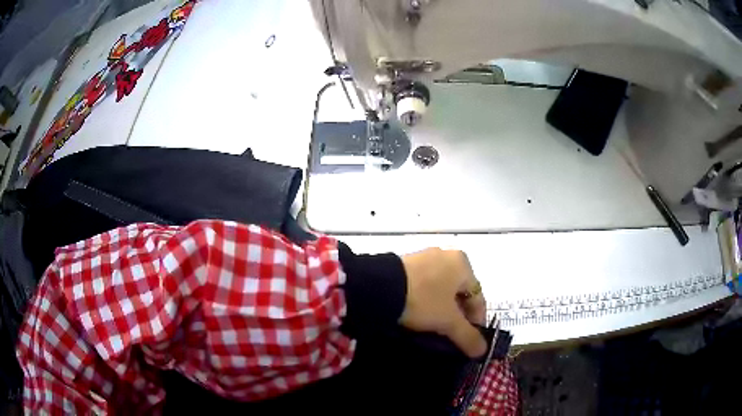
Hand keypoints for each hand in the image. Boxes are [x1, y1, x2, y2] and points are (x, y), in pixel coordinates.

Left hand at [399, 248, 487, 357]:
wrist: (379, 286)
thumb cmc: (423, 300)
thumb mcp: (447, 321)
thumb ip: (467, 336)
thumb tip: (482, 351)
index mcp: (463, 264)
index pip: (478, 297)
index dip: (477, 321)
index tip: (470, 339)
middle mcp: (447, 255)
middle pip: (460, 292)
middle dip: (459, 315)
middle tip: (452, 334)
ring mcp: (425, 257)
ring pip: (442, 288)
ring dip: (442, 308)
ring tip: (435, 326)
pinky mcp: (406, 263)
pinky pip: (425, 284)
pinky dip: (427, 300)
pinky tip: (420, 313)